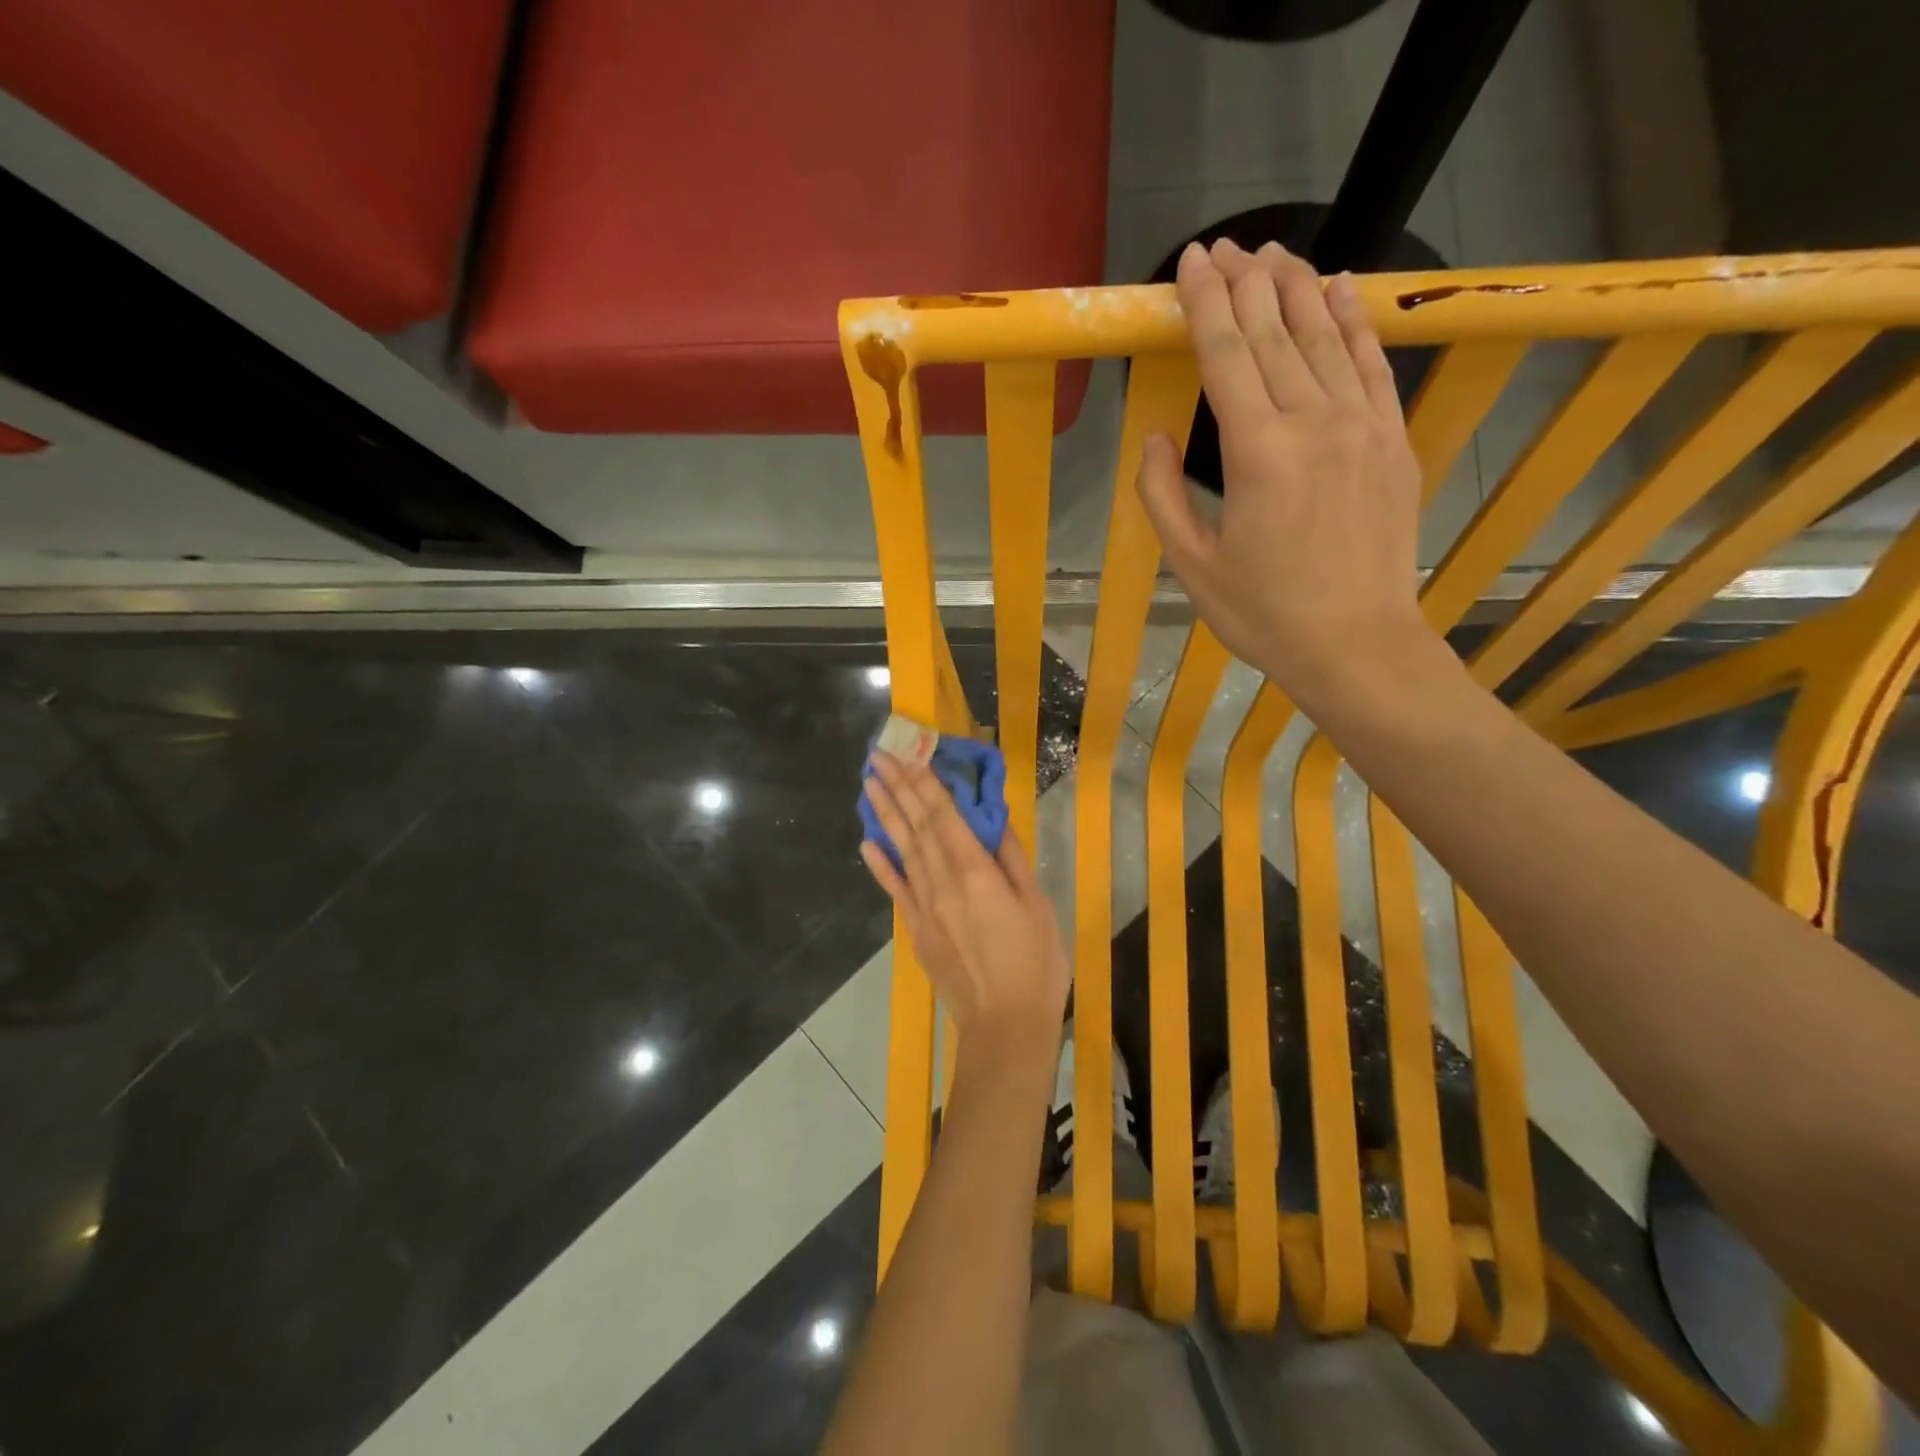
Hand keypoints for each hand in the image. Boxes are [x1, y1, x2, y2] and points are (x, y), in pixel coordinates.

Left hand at [859, 751, 1068, 1052]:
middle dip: (897, 787)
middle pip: (916, 825)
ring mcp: (924, 906)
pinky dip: (880, 864)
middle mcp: (942, 881)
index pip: (943, 815)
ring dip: (884, 815)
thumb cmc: (1035, 963)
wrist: (1005, 1026)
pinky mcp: (916, 930)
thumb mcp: (1036, 904)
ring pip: (902, 849)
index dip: (924, 781)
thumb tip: (993, 818)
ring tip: (869, 785)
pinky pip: (895, 889)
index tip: (907, 753)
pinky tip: (866, 843)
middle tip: (877, 756)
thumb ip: (1012, 858)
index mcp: (975, 871)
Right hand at [1137, 237, 1432, 713]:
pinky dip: (1356, 321)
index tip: (1192, 261)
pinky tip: (1341, 288)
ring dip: (1295, 289)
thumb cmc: (1264, 613)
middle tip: (1224, 245)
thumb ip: (1164, 497)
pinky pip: (1373, 364)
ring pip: (1325, 337)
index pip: (1226, 357)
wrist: (1356, 643)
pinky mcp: (1393, 440)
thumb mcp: (1193, 565)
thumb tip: (1155, 438)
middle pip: (1275, 334)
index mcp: (1256, 453)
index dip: (1205, 304)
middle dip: (1245, 284)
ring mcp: (1361, 426)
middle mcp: (1312, 422)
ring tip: (1273, 252)